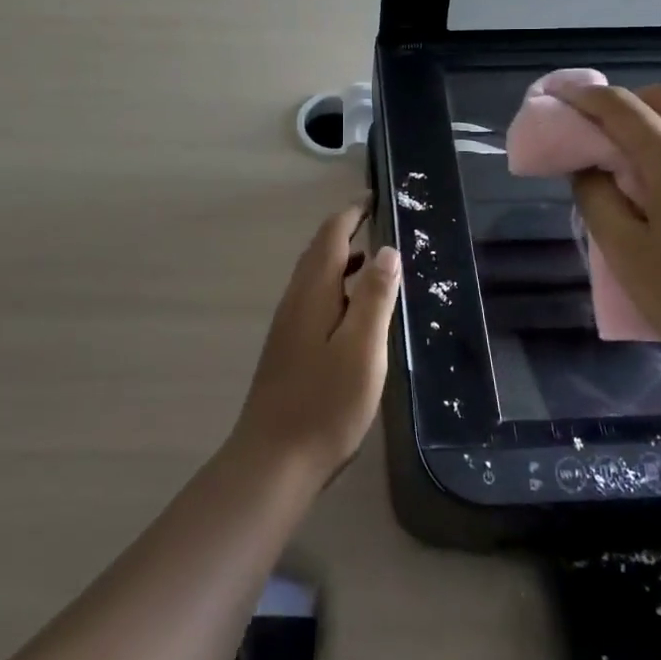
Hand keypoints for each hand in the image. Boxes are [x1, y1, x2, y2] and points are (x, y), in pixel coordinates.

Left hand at [231, 202, 400, 484]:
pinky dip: (338, 289)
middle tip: (380, 223)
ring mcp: (289, 327)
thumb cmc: (325, 403)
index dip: (351, 213)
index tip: (374, 197)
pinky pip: (316, 301)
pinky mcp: (290, 350)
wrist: (274, 461)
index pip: (330, 236)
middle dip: (346, 231)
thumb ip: (374, 296)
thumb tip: (386, 249)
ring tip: (376, 263)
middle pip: (319, 253)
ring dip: (343, 262)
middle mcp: (295, 301)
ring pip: (316, 278)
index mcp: (312, 293)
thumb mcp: (362, 348)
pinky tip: (355, 313)